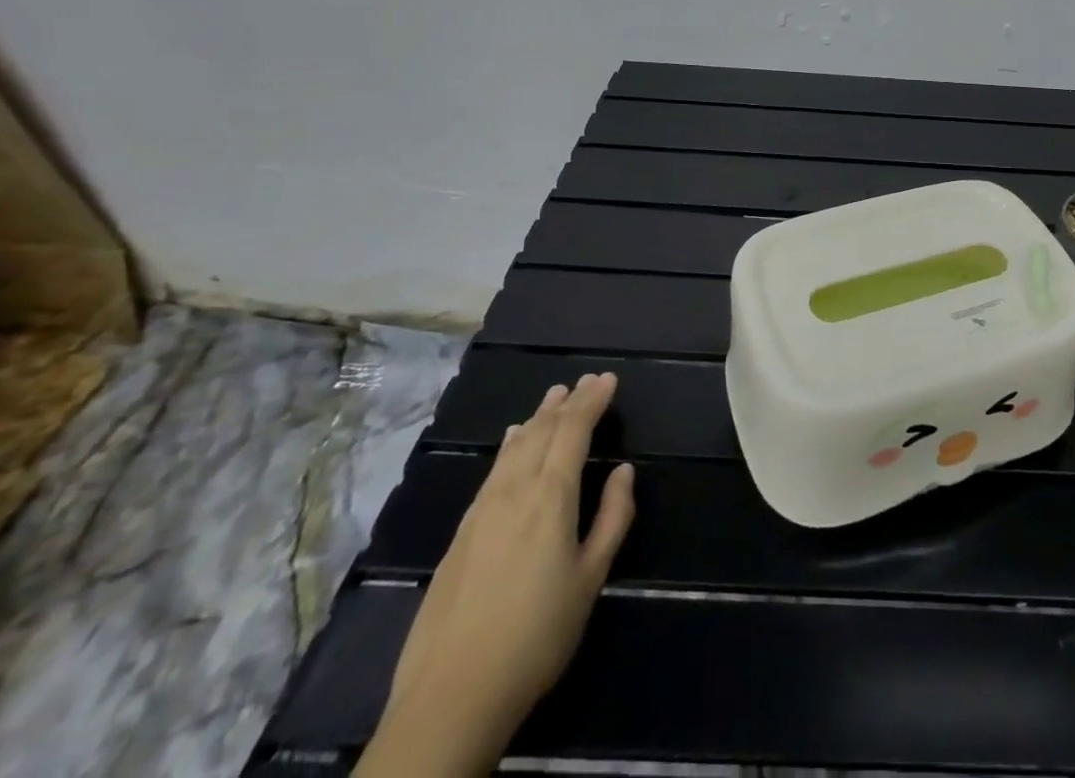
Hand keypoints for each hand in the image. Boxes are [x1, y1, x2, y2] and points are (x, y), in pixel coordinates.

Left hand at [358, 373, 636, 776]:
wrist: (450, 695)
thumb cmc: (536, 636)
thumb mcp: (590, 579)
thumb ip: (611, 518)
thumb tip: (624, 471)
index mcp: (550, 496)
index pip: (573, 430)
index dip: (592, 401)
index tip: (608, 379)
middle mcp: (514, 490)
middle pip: (542, 431)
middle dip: (568, 402)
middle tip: (587, 380)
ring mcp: (481, 510)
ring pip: (514, 446)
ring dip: (538, 417)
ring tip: (554, 396)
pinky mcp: (460, 532)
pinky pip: (493, 469)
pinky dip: (511, 444)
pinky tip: (512, 440)